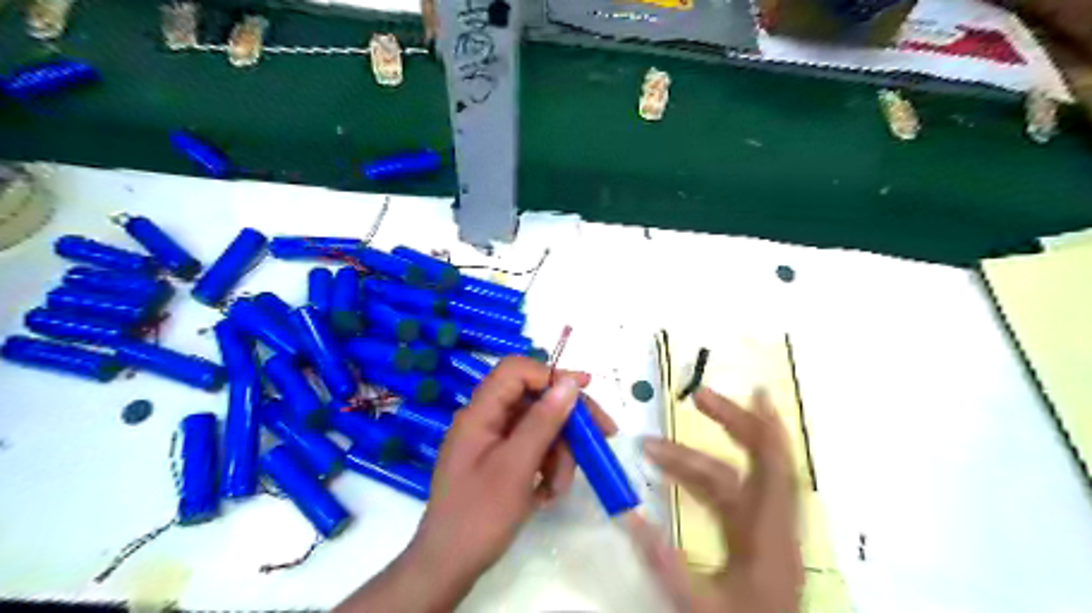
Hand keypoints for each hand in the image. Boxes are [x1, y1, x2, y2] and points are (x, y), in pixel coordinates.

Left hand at [338, 353, 617, 611]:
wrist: (448, 566)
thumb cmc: (480, 514)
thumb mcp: (517, 466)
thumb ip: (543, 421)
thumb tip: (569, 383)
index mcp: (480, 412)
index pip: (516, 371)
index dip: (551, 374)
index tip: (585, 389)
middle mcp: (486, 420)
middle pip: (534, 400)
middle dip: (566, 422)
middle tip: (601, 437)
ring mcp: (491, 441)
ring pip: (537, 429)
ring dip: (558, 454)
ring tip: (558, 487)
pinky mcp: (498, 461)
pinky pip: (530, 450)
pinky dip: (545, 467)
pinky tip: (547, 494)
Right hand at [631, 388, 798, 612]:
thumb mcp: (697, 605)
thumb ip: (663, 561)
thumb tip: (626, 514)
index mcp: (768, 538)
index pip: (774, 470)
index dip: (767, 428)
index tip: (755, 392)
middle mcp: (772, 526)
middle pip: (758, 462)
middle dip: (731, 423)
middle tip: (697, 397)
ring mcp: (764, 530)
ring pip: (735, 478)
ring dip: (696, 458)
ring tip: (652, 446)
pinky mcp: (754, 537)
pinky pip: (733, 493)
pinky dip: (707, 474)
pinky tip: (679, 469)